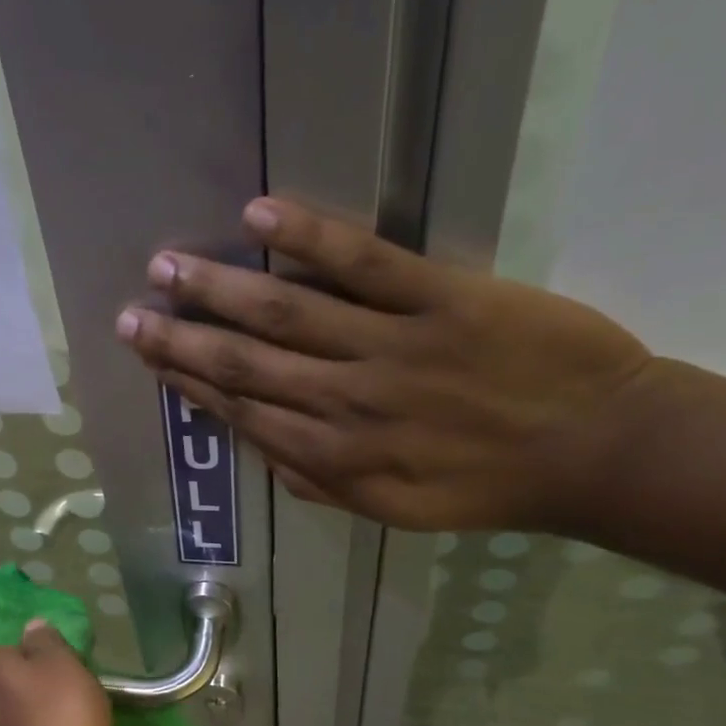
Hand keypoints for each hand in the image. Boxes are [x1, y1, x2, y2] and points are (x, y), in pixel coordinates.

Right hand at [116, 198, 663, 534]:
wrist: (593, 452)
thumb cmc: (486, 486)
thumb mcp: (393, 510)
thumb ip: (323, 484)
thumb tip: (266, 452)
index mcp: (332, 458)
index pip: (242, 412)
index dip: (190, 384)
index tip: (151, 360)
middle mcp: (343, 403)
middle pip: (245, 362)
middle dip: (181, 339)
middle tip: (132, 314)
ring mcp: (389, 348)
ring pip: (285, 312)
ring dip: (219, 288)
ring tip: (168, 266)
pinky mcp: (443, 299)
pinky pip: (365, 264)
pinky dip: (310, 237)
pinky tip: (260, 215)